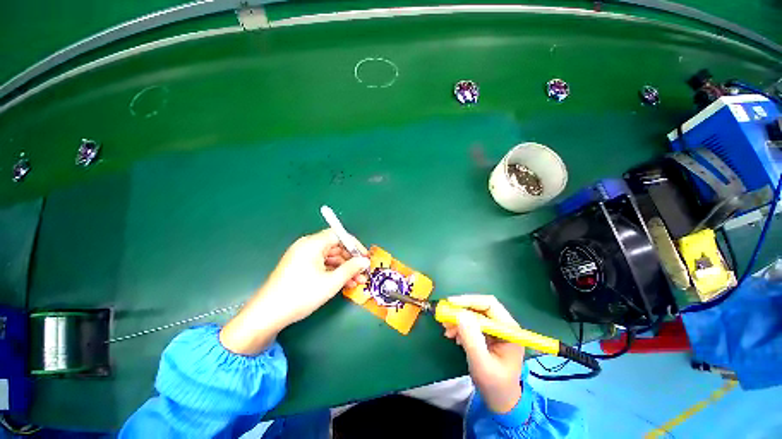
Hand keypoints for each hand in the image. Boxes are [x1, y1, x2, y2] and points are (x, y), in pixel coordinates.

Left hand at [220, 229, 369, 354]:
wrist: (267, 315)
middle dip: (351, 260)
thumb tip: (364, 261)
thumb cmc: (301, 295)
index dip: (354, 245)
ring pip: (330, 258)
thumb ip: (351, 269)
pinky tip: (344, 284)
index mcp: (312, 244)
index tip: (364, 257)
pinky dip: (333, 273)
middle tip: (363, 273)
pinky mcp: (300, 267)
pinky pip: (322, 265)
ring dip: (344, 269)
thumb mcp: (331, 282)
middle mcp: (307, 246)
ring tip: (357, 282)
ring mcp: (303, 257)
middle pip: (335, 247)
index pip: (339, 235)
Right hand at [442, 295, 524, 413]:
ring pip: (474, 314)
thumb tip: (460, 314)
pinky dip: (460, 326)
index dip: (469, 301)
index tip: (450, 303)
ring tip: (447, 329)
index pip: (489, 304)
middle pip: (480, 307)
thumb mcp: (481, 364)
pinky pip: (472, 323)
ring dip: (459, 319)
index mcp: (509, 330)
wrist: (500, 400)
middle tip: (445, 316)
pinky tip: (453, 335)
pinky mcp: (488, 334)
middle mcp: (503, 325)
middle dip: (461, 310)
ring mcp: (495, 329)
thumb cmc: (495, 385)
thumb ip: (472, 339)